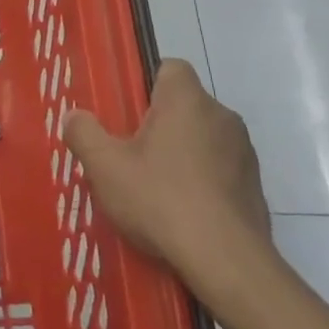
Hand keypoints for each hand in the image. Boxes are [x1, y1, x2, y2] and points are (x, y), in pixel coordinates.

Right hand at [63, 60, 272, 299]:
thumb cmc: (160, 199)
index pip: (170, 67)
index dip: (145, 83)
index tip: (125, 111)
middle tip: (128, 153)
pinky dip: (200, 180)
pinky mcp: (254, 186)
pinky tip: (180, 211)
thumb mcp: (104, 166)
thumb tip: (75, 116)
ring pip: (202, 138)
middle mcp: (222, 117)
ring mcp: (243, 153)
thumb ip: (84, 133)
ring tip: (153, 187)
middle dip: (158, 123)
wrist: (225, 261)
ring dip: (180, 153)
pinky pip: (219, 169)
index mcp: (187, 101)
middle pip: (184, 105)